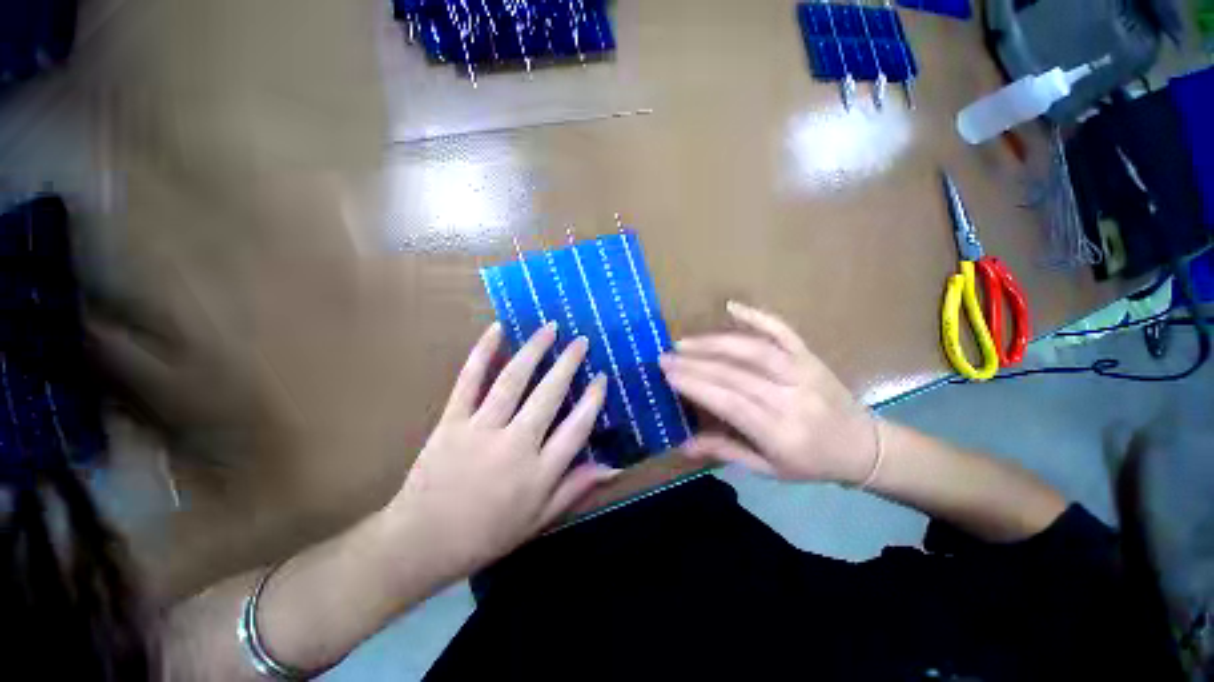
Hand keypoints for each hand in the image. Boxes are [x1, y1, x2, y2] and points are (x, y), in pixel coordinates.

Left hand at [384, 321, 615, 581]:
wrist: (420, 543)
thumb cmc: (486, 534)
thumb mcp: (539, 520)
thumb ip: (576, 488)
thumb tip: (614, 468)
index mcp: (539, 472)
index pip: (577, 427)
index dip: (593, 399)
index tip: (602, 377)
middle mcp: (515, 445)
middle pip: (549, 395)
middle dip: (568, 364)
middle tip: (581, 341)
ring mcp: (480, 429)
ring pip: (513, 380)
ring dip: (534, 350)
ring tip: (550, 328)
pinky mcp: (451, 421)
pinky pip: (469, 380)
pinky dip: (483, 352)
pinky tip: (498, 329)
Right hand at [659, 301, 877, 484]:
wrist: (866, 446)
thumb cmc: (812, 462)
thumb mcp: (768, 468)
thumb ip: (725, 451)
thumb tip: (682, 444)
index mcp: (781, 433)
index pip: (730, 403)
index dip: (696, 386)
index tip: (668, 374)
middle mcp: (792, 398)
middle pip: (736, 374)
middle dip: (695, 363)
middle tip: (665, 356)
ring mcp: (804, 371)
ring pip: (754, 350)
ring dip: (714, 342)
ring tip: (684, 342)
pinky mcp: (810, 355)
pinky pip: (783, 330)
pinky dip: (757, 315)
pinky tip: (731, 306)